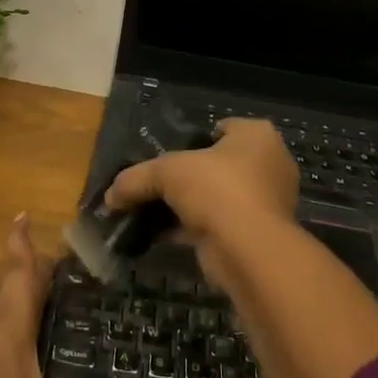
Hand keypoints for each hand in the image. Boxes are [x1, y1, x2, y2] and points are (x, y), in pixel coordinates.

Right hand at [104, 119, 299, 286]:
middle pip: (217, 164)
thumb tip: (110, 195)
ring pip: (216, 196)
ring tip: (152, 210)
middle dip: (188, 175)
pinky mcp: (256, 234)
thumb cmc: (217, 189)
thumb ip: (137, 178)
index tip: (167, 151)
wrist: (249, 249)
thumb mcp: (167, 172)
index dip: (194, 138)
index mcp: (257, 136)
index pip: (222, 128)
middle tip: (157, 182)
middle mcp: (268, 164)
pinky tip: (160, 235)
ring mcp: (265, 202)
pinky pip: (217, 223)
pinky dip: (191, 228)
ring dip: (188, 205)